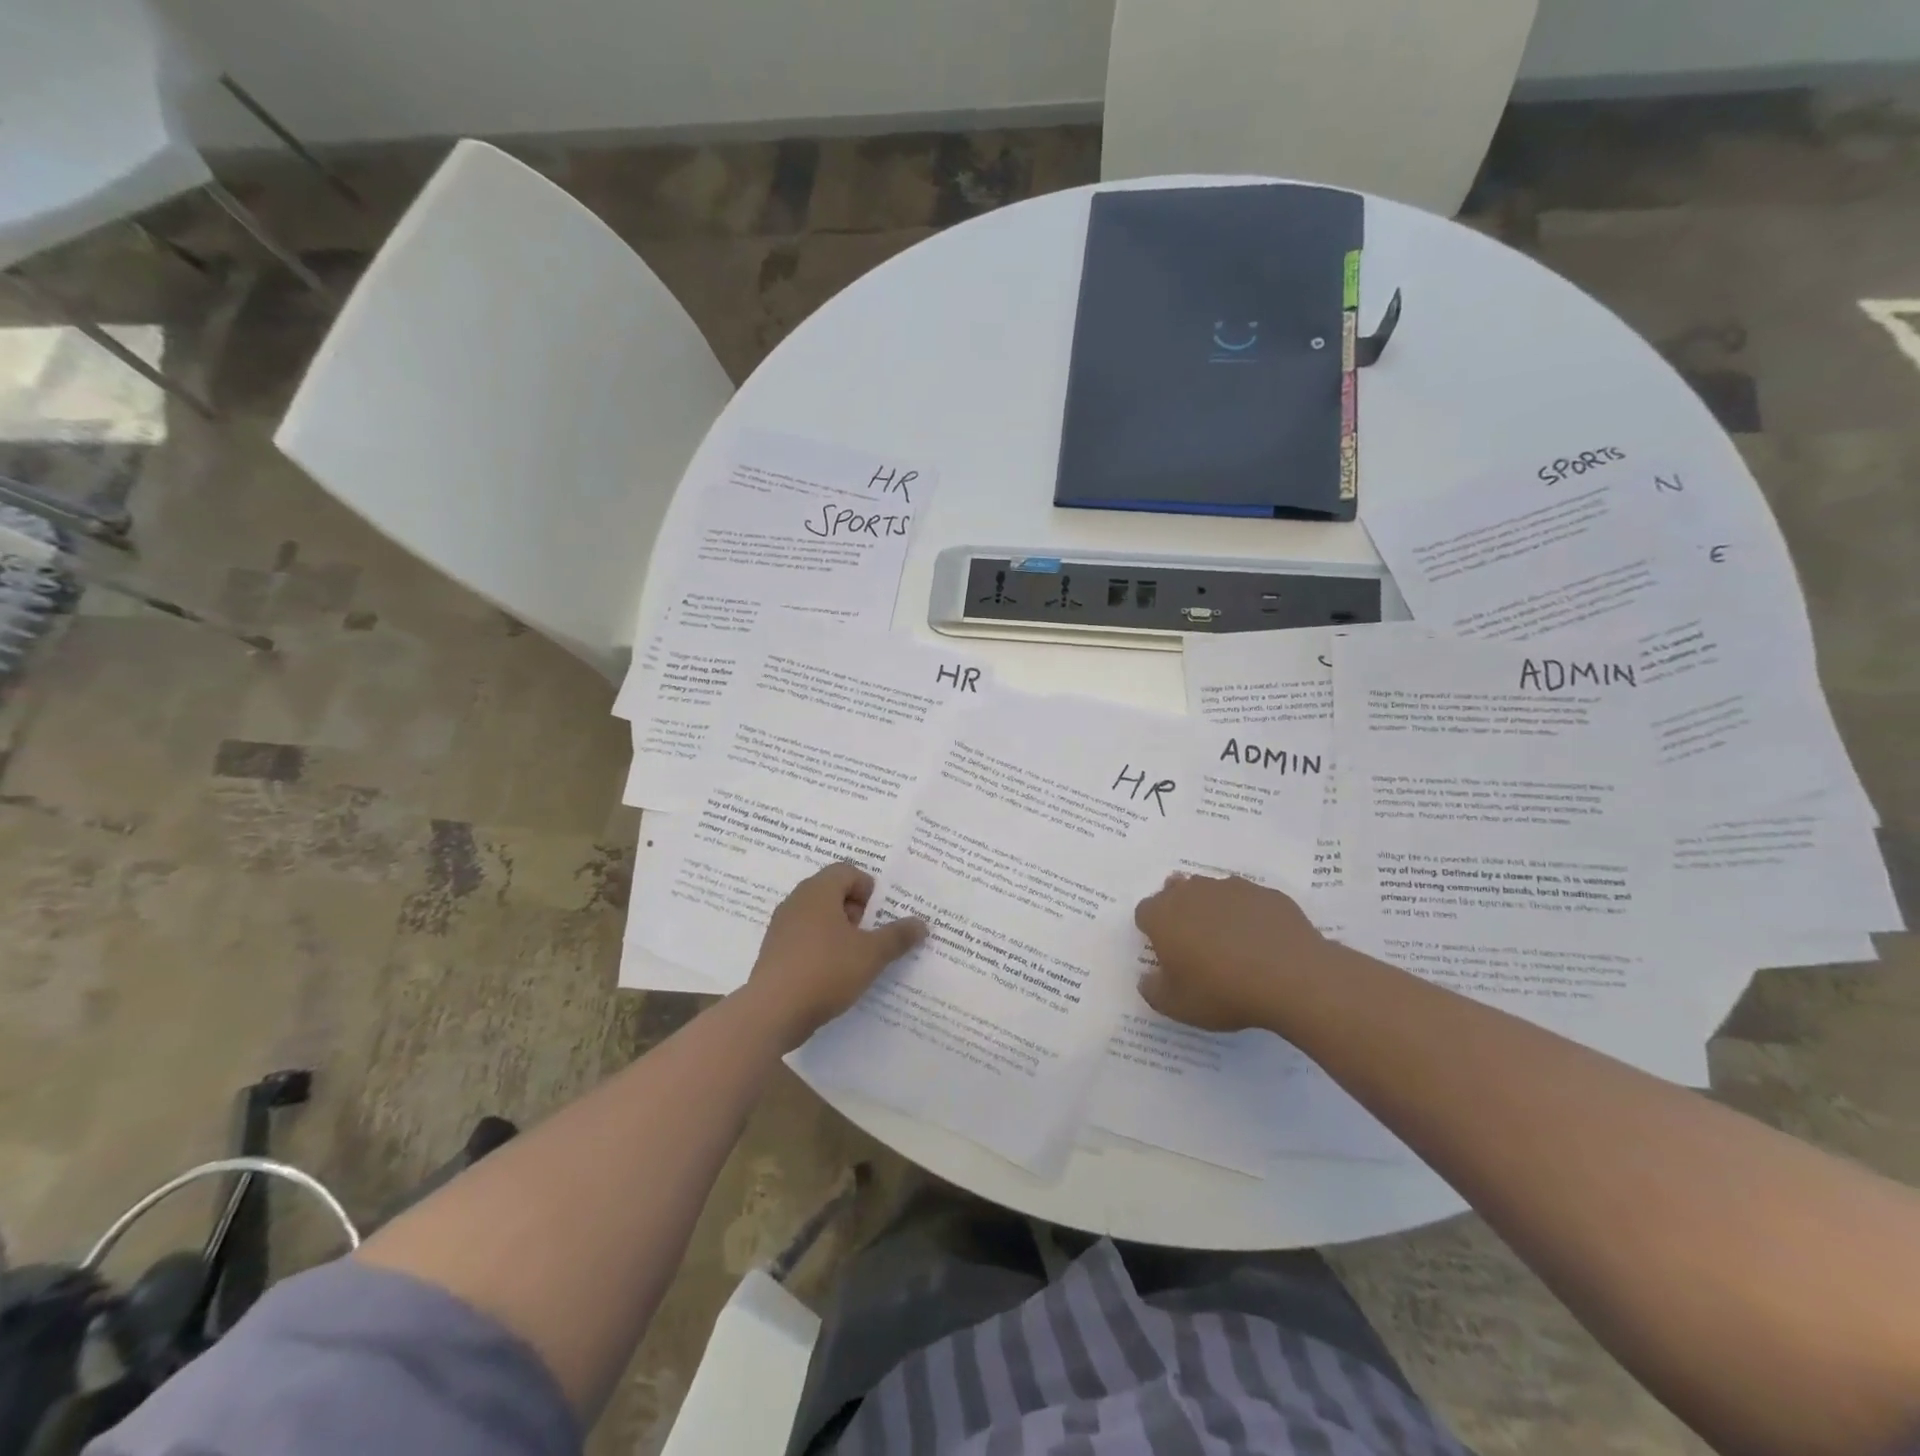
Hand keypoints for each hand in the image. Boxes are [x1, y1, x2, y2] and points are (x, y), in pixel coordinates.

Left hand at [742, 863, 927, 1048]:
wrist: (772, 1012)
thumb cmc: (826, 971)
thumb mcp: (871, 954)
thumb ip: (898, 936)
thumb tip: (921, 923)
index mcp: (818, 891)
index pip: (847, 871)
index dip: (868, 888)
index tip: (878, 916)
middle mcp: (796, 901)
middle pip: (831, 891)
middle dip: (855, 910)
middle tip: (870, 935)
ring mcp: (781, 927)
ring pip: (816, 916)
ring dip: (838, 930)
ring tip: (854, 957)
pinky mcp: (773, 951)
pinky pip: (803, 938)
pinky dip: (820, 947)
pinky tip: (831, 974)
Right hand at [1134, 873, 1328, 1032]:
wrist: (1292, 978)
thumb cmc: (1223, 992)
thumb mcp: (1177, 1006)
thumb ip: (1153, 990)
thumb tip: (1147, 978)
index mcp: (1164, 915)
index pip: (1145, 912)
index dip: (1152, 930)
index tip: (1166, 953)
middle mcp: (1193, 892)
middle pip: (1175, 891)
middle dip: (1180, 911)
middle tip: (1194, 943)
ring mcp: (1231, 888)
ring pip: (1212, 891)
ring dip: (1213, 909)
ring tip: (1229, 942)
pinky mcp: (1265, 893)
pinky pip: (1248, 900)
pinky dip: (1248, 914)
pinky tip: (1261, 941)